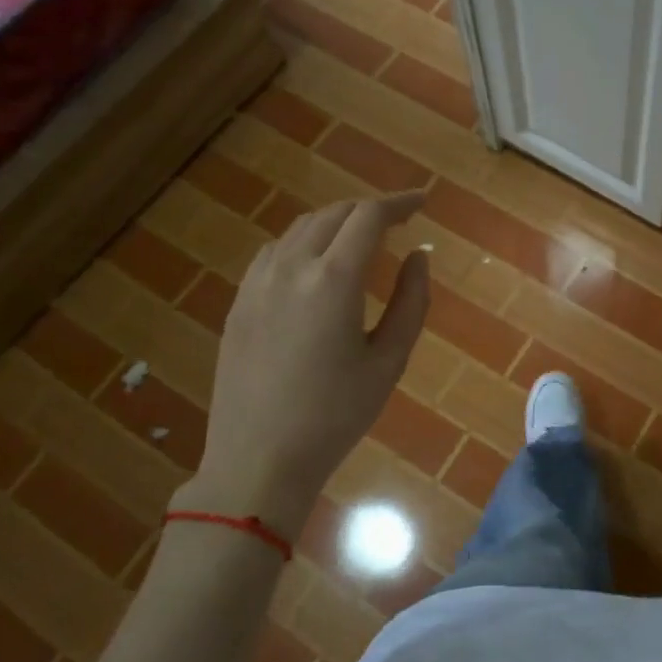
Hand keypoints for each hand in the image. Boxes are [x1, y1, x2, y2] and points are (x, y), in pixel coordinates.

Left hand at [181, 192, 430, 534]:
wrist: (258, 459)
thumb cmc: (336, 415)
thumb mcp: (390, 360)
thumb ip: (411, 300)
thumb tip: (418, 255)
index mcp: (333, 280)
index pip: (369, 216)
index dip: (399, 202)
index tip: (423, 202)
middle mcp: (291, 267)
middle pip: (334, 214)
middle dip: (370, 210)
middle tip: (398, 221)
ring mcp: (257, 283)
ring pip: (301, 228)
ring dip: (336, 222)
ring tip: (361, 239)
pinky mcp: (239, 302)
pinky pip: (276, 251)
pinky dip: (305, 242)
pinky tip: (316, 265)